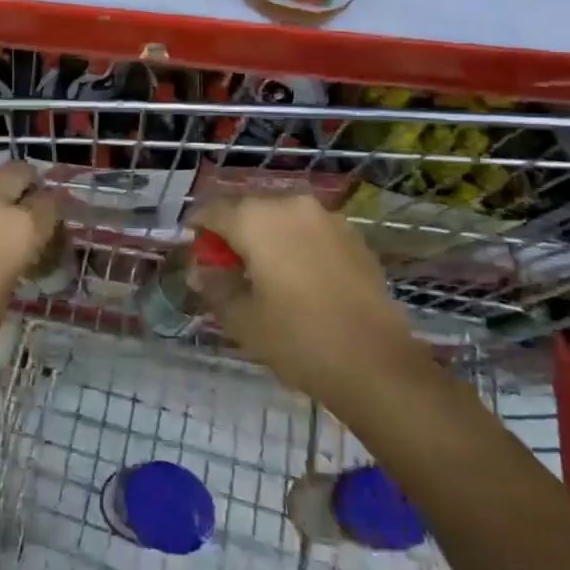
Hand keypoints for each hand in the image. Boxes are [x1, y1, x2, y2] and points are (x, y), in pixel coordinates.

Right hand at [192, 194, 431, 413]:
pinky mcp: (353, 236)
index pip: (212, 210)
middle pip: (248, 209)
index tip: (192, 249)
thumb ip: (215, 286)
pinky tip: (298, 277)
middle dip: (232, 232)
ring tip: (262, 272)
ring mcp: (326, 218)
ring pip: (281, 218)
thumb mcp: (242, 318)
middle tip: (225, 266)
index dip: (198, 228)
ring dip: (265, 237)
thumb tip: (199, 270)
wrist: (376, 363)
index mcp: (256, 219)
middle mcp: (290, 206)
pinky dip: (295, 245)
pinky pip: (310, 231)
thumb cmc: (297, 338)